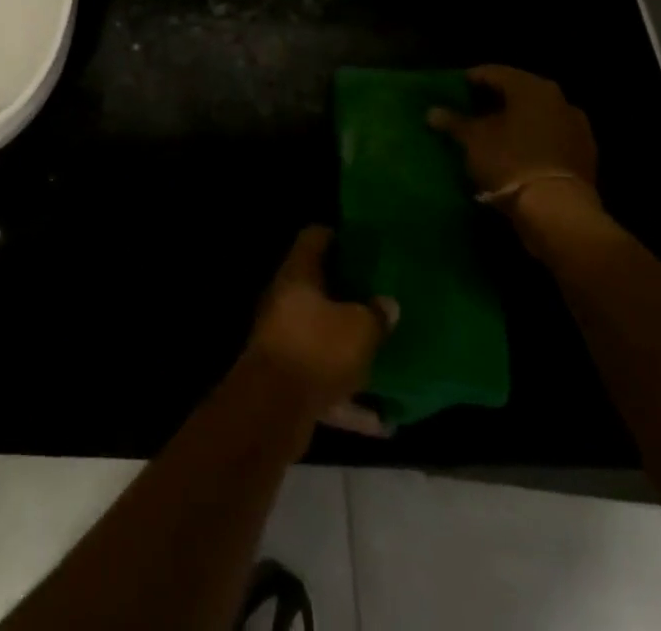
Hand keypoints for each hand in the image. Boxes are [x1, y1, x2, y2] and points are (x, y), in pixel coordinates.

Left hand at [245, 226, 396, 434]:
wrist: (273, 407)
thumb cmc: (317, 348)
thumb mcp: (360, 328)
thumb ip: (376, 314)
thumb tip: (387, 304)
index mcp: (298, 274)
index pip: (313, 238)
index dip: (335, 236)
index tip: (361, 244)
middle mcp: (285, 301)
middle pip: (317, 289)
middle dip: (347, 297)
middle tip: (379, 298)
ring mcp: (283, 341)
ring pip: (322, 339)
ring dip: (350, 352)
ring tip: (386, 360)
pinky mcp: (287, 381)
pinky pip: (324, 384)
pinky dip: (349, 401)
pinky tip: (382, 422)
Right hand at [427, 65, 600, 217]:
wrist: (558, 210)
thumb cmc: (509, 162)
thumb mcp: (473, 140)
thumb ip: (453, 121)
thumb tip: (432, 112)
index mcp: (530, 87)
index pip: (493, 72)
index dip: (471, 80)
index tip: (454, 90)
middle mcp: (558, 98)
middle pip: (518, 91)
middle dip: (495, 99)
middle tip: (471, 110)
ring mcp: (576, 126)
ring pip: (538, 113)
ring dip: (517, 119)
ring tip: (494, 132)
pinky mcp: (585, 153)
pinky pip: (552, 135)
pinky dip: (534, 138)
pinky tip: (518, 150)